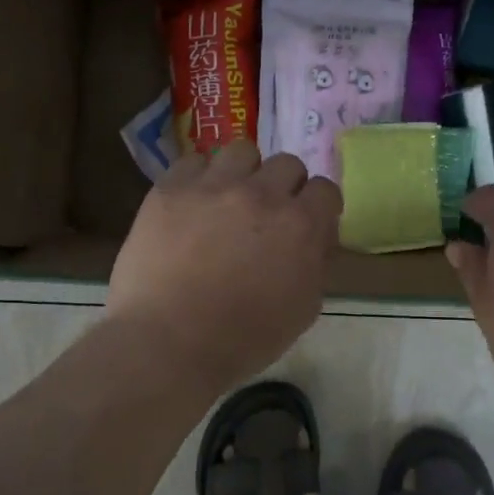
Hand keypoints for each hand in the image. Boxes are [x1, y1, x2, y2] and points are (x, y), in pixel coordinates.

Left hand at [108, 142, 342, 398]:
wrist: (168, 342)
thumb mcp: (302, 311)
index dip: (318, 207)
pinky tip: (193, 203)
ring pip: (242, 151)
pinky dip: (199, 178)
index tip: (308, 223)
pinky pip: (194, 161)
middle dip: (284, 187)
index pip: (325, 190)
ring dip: (244, 173)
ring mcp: (213, 186)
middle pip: (287, 164)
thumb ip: (315, 265)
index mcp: (300, 225)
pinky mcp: (171, 188)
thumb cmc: (242, 340)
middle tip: (267, 215)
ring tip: (229, 199)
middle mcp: (262, 194)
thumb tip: (314, 241)